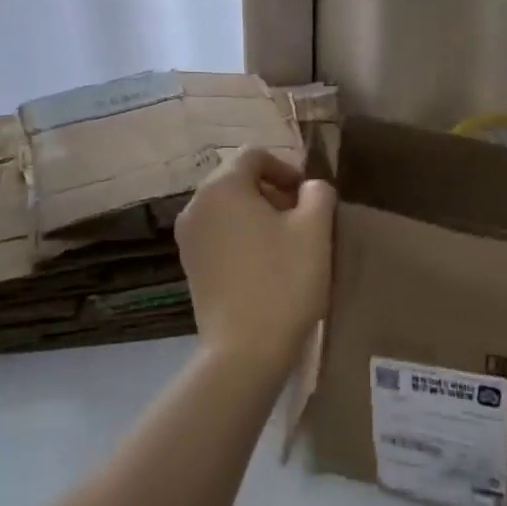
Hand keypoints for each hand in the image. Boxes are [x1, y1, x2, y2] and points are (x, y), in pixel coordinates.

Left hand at [176, 147, 335, 372]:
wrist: (245, 351)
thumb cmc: (284, 281)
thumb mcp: (315, 229)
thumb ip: (318, 193)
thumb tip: (310, 187)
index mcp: (222, 188)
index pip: (254, 155)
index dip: (286, 168)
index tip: (308, 196)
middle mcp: (196, 205)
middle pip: (237, 179)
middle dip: (272, 191)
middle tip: (302, 218)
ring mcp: (188, 238)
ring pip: (228, 207)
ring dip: (258, 214)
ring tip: (286, 242)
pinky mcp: (190, 265)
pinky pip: (218, 233)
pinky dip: (241, 236)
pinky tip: (265, 264)